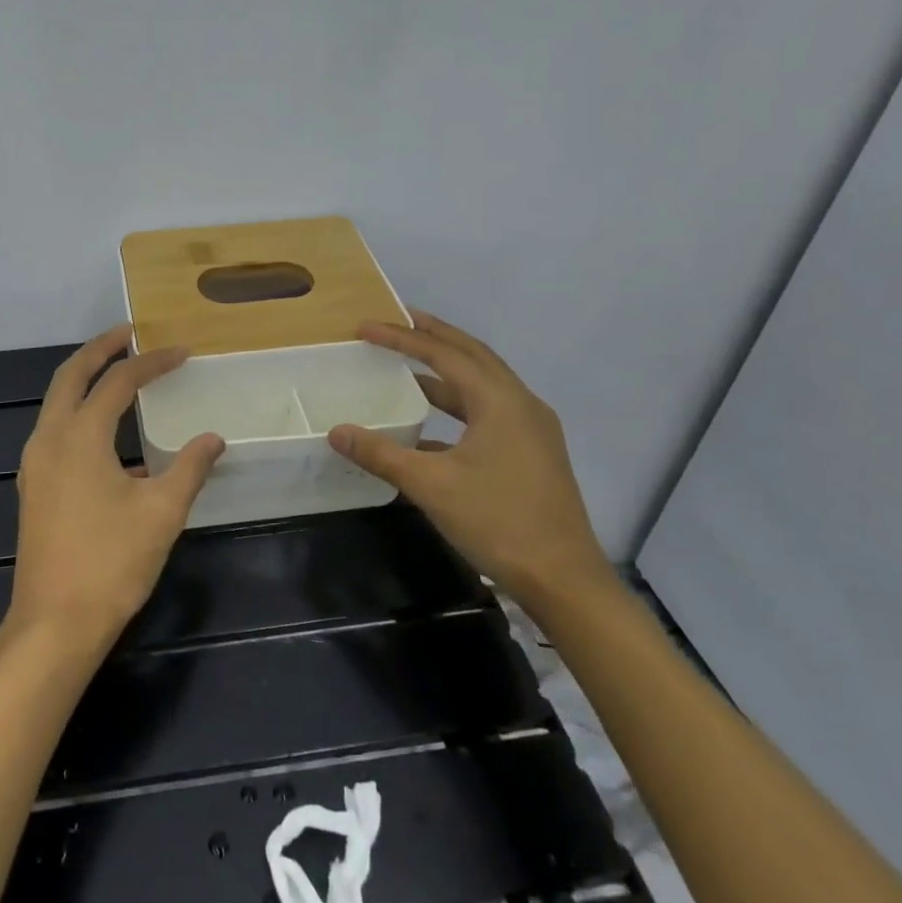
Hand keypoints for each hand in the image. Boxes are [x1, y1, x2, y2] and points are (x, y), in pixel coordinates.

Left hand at [8, 327, 225, 653]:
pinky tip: (109, 435)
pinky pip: (55, 430)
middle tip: (130, 334)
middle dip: (100, 349)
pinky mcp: (34, 486)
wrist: (54, 624)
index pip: (117, 382)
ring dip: (85, 379)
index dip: (151, 362)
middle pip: (71, 375)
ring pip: (56, 402)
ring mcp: (35, 463)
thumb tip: (213, 438)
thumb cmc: (111, 563)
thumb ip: (189, 468)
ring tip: (119, 372)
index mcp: (79, 436)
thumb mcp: (162, 513)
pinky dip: (79, 412)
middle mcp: (49, 439)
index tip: (181, 352)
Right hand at [326, 309, 609, 602]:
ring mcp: (532, 429)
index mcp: (501, 402)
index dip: (402, 339)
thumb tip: (337, 431)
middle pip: (472, 355)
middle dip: (433, 336)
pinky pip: (489, 411)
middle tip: (397, 320)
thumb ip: (381, 454)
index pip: (444, 355)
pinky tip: (428, 425)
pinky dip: (457, 405)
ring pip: (483, 383)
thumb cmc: (498, 523)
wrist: (565, 581)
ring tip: (409, 363)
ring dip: (446, 369)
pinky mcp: (532, 452)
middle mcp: (521, 404)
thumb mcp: (431, 486)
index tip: (366, 328)